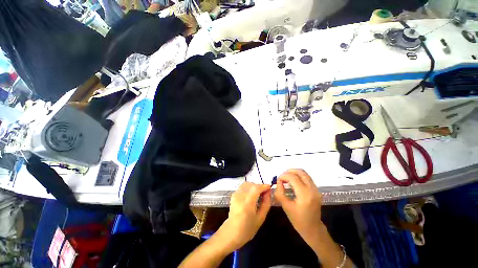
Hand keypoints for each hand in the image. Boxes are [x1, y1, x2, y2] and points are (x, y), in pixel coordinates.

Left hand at [215, 182, 271, 251]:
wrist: (231, 232)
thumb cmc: (248, 228)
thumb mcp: (261, 218)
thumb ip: (266, 203)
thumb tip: (268, 192)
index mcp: (247, 203)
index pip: (256, 188)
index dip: (264, 186)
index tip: (269, 187)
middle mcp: (240, 196)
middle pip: (252, 185)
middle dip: (259, 186)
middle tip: (265, 192)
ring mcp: (235, 194)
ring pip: (247, 184)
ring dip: (254, 186)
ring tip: (258, 193)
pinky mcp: (233, 195)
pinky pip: (243, 187)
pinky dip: (249, 188)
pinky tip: (251, 195)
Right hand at [275, 169, 323, 248]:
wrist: (313, 229)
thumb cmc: (298, 220)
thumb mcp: (286, 206)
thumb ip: (280, 192)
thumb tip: (278, 181)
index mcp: (305, 195)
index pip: (293, 178)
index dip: (284, 176)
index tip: (278, 180)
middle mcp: (312, 189)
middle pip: (301, 172)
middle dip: (289, 171)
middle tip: (282, 176)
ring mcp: (316, 189)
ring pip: (305, 174)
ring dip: (294, 173)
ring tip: (286, 178)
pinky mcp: (316, 190)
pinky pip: (307, 178)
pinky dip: (299, 176)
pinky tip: (293, 181)